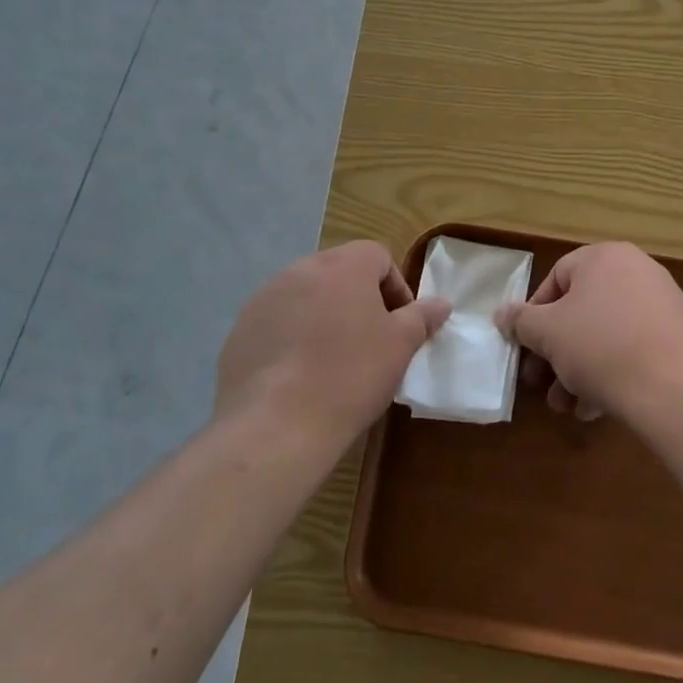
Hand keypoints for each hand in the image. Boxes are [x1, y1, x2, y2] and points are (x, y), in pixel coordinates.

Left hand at [215, 241, 449, 454]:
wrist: (275, 426)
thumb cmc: (350, 376)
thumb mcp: (400, 346)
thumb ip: (422, 317)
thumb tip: (441, 303)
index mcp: (343, 266)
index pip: (377, 256)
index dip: (395, 287)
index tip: (400, 325)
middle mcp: (300, 270)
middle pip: (339, 272)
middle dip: (358, 300)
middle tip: (370, 342)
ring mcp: (265, 299)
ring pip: (306, 297)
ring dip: (324, 317)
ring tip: (332, 361)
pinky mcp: (240, 331)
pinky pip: (277, 323)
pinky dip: (292, 339)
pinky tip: (299, 377)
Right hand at [494, 242, 682, 428]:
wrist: (676, 391)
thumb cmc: (602, 348)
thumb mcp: (548, 333)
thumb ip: (521, 321)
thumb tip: (502, 314)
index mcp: (605, 257)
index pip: (557, 278)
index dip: (534, 315)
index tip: (525, 348)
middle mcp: (636, 271)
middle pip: (581, 311)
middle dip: (555, 352)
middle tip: (539, 384)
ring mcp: (662, 304)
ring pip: (605, 335)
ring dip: (578, 370)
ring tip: (566, 407)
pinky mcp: (678, 338)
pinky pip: (632, 349)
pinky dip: (610, 373)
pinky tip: (595, 408)